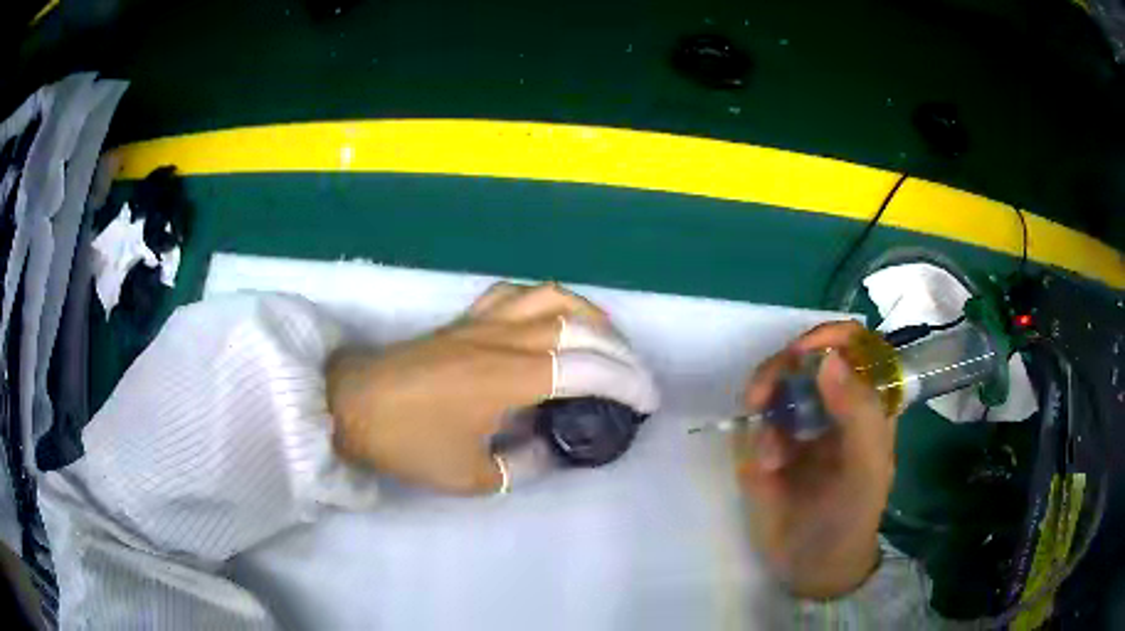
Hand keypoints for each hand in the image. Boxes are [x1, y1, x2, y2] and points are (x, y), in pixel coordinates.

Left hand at [326, 282, 658, 494]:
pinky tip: (551, 321)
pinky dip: (546, 301)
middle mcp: (504, 338)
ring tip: (606, 342)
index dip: (626, 382)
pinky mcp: (465, 318)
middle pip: (580, 327)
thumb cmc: (407, 443)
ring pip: (552, 297)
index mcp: (508, 378)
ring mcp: (483, 321)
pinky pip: (515, 293)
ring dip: (589, 316)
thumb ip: (523, 465)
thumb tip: (552, 449)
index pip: (587, 369)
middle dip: (620, 351)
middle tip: (635, 378)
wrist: (351, 405)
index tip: (648, 402)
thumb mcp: (470, 476)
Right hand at [736, 321, 897, 599]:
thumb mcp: (866, 470)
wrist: (812, 565)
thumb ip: (859, 415)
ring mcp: (799, 422)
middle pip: (805, 355)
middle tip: (761, 395)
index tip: (802, 354)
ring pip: (775, 381)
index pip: (855, 345)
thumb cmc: (852, 516)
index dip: (830, 337)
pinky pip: (755, 420)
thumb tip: (828, 359)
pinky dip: (755, 437)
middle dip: (781, 368)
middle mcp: (833, 403)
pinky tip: (763, 467)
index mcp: (868, 402)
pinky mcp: (769, 443)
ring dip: (763, 405)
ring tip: (767, 452)